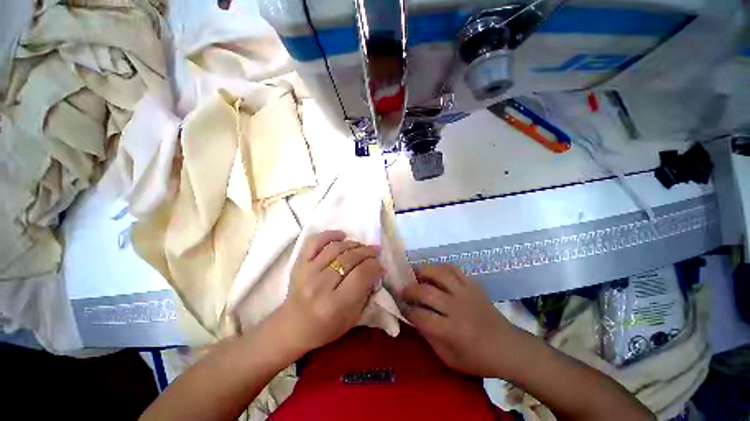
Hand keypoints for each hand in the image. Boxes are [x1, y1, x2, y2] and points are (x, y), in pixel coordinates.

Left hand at [271, 230, 382, 356]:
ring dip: (354, 244)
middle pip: (350, 259)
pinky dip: (330, 235)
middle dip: (367, 252)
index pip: (361, 275)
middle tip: (375, 252)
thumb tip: (375, 271)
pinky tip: (341, 236)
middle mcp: (320, 286)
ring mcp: (307, 272)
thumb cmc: (325, 328)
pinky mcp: (299, 263)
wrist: (292, 327)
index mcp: (334, 304)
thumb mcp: (352, 319)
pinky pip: (315, 242)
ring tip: (362, 246)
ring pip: (336, 248)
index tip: (381, 267)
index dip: (375, 267)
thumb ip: (366, 294)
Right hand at [401, 264, 523, 377]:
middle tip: (403, 291)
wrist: (508, 348)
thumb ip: (428, 337)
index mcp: (451, 331)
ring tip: (416, 276)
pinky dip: (440, 267)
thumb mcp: (449, 358)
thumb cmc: (478, 358)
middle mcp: (456, 308)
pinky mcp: (473, 284)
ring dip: (422, 272)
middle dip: (409, 290)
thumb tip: (413, 316)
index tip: (401, 308)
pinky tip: (435, 272)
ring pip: (438, 273)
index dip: (407, 311)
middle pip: (426, 291)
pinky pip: (453, 268)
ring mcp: (466, 293)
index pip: (420, 316)